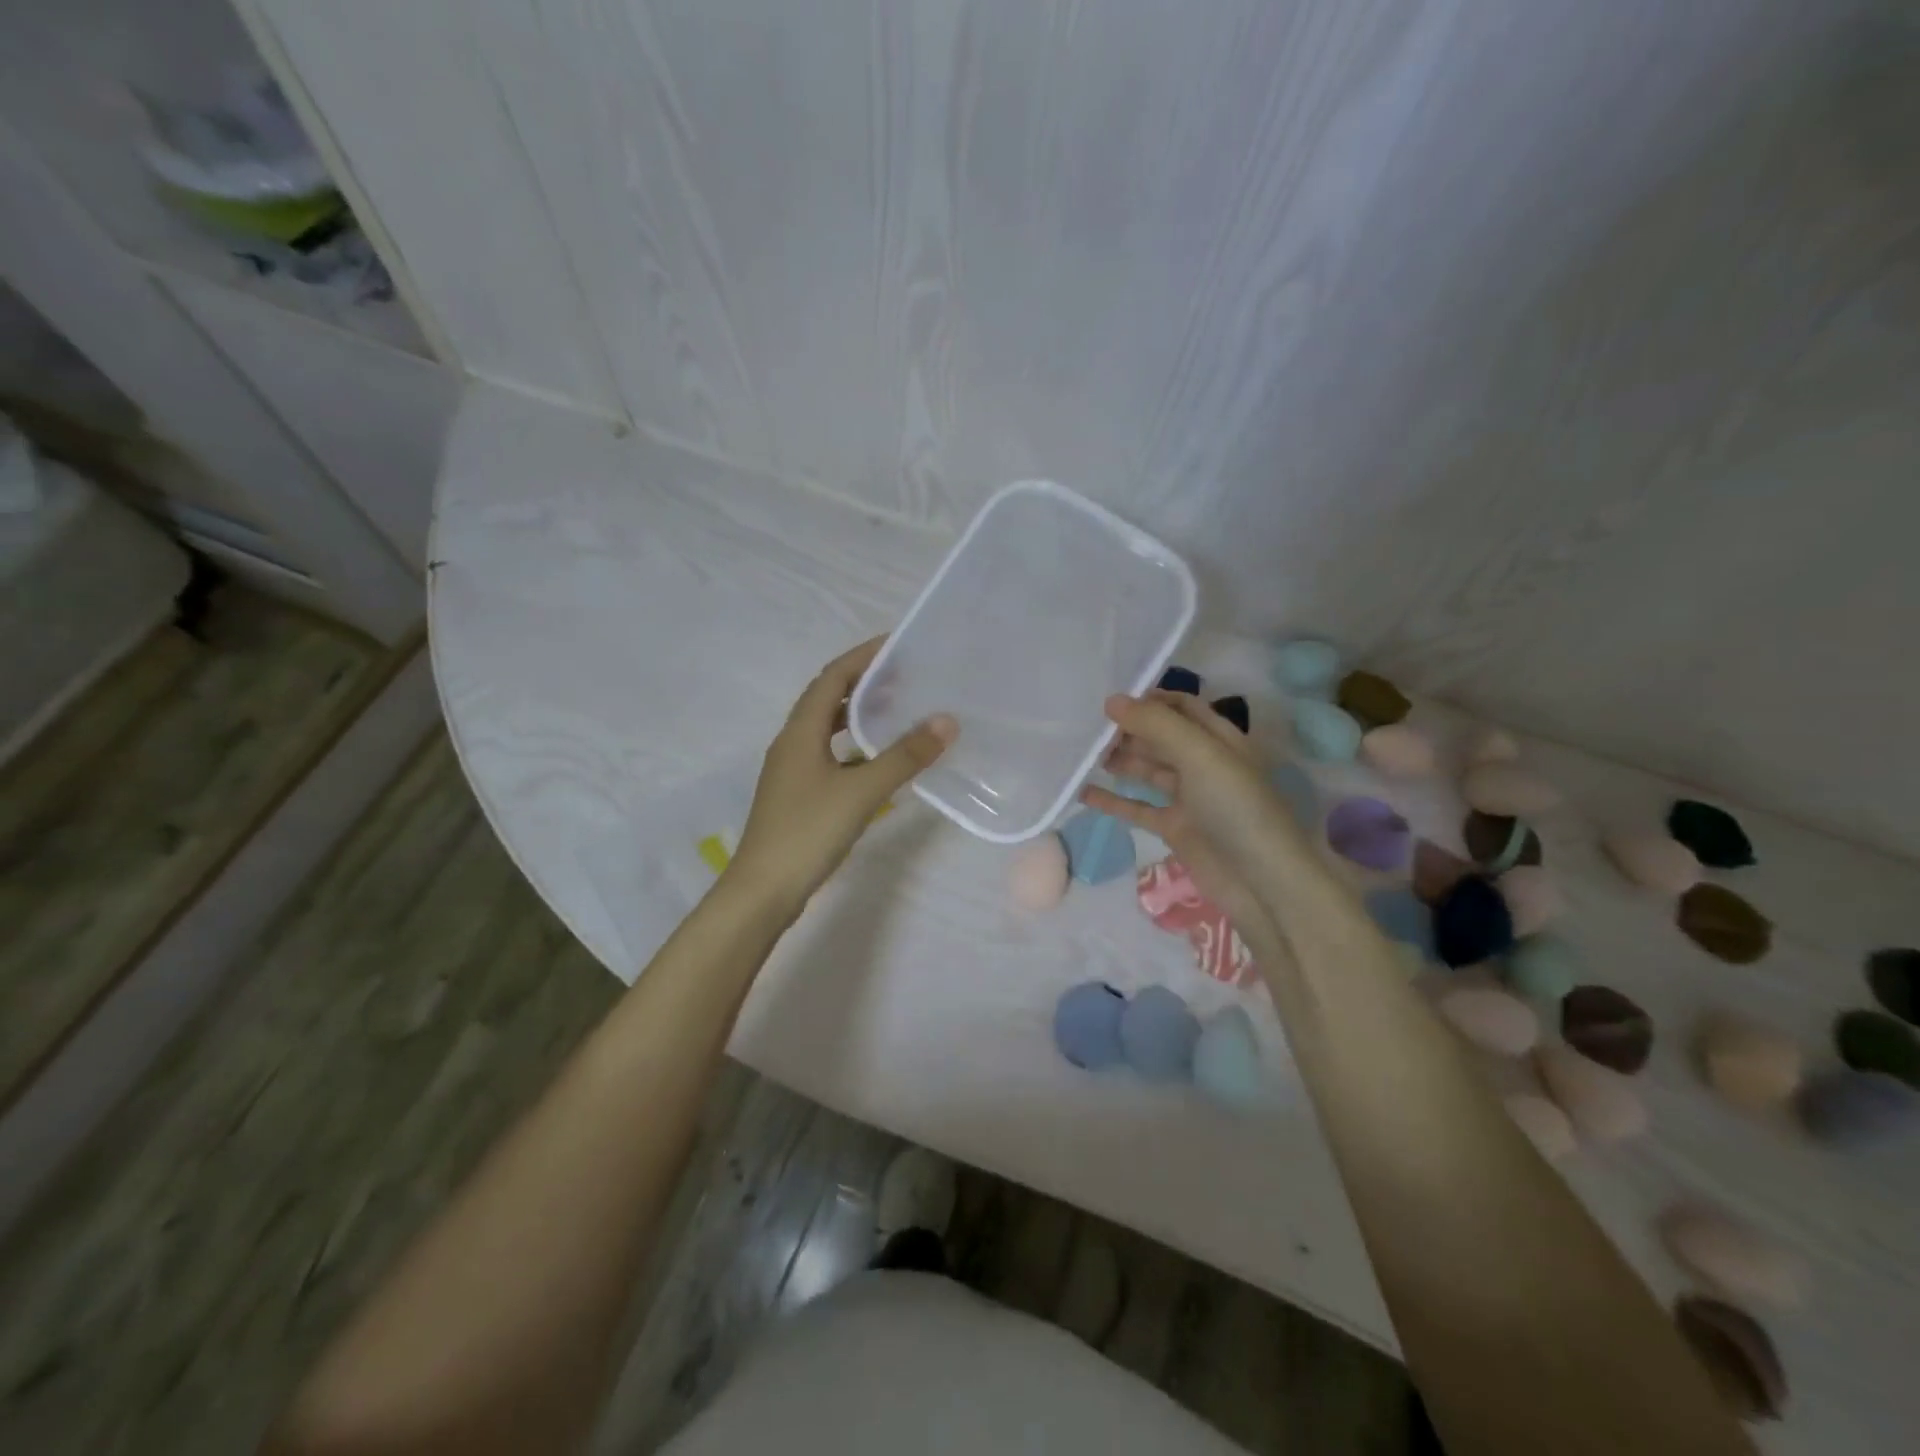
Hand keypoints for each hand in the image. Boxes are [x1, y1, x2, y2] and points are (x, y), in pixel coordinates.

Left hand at [727, 636, 955, 912]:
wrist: (763, 891)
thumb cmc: (808, 832)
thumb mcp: (861, 792)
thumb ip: (904, 757)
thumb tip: (946, 722)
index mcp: (800, 732)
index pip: (831, 678)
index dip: (862, 657)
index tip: (896, 644)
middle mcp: (791, 743)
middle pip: (826, 698)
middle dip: (862, 681)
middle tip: (904, 675)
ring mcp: (792, 770)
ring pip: (826, 728)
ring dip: (856, 713)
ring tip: (895, 708)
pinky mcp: (797, 794)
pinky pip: (828, 754)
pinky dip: (853, 745)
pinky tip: (876, 759)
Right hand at [1081, 692, 1298, 942]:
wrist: (1262, 883)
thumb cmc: (1237, 808)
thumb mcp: (1201, 755)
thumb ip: (1157, 725)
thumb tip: (1111, 700)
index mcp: (1220, 739)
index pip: (1181, 707)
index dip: (1149, 700)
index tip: (1109, 700)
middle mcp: (1205, 764)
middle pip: (1161, 737)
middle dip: (1128, 730)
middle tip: (1086, 729)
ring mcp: (1189, 799)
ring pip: (1148, 770)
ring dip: (1119, 761)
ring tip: (1081, 755)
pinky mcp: (1176, 829)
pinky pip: (1138, 808)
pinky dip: (1113, 800)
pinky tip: (1083, 793)